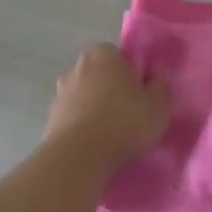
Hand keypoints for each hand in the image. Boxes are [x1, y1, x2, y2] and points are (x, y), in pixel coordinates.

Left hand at [45, 44, 169, 168]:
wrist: (78, 157)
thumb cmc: (124, 122)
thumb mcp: (158, 106)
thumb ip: (161, 85)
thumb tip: (159, 74)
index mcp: (104, 54)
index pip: (121, 57)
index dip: (133, 75)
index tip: (141, 96)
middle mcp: (77, 66)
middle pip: (101, 75)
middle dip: (112, 89)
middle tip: (129, 113)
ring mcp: (60, 92)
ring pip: (86, 95)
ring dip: (95, 107)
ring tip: (111, 133)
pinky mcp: (50, 117)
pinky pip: (74, 116)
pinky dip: (83, 124)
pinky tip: (95, 143)